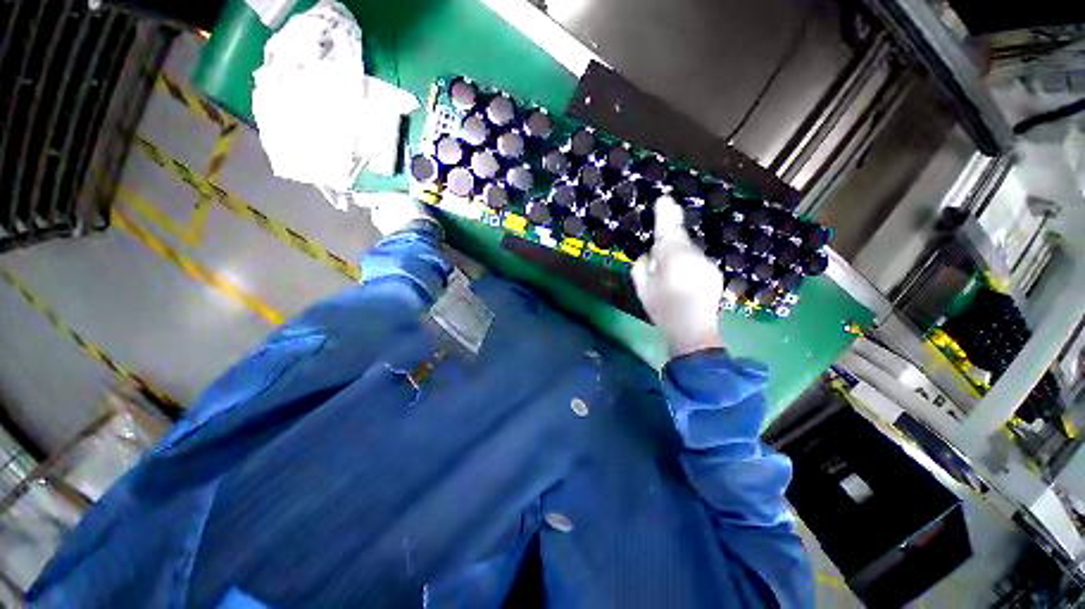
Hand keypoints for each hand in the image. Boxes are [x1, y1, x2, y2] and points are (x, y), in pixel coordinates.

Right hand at [632, 196, 723, 356]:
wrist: (692, 329)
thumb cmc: (662, 307)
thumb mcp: (642, 287)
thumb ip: (642, 266)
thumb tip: (648, 255)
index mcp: (672, 254)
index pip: (667, 228)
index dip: (665, 213)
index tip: (665, 199)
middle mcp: (693, 253)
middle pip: (679, 240)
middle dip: (670, 242)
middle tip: (659, 256)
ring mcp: (707, 263)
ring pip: (689, 252)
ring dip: (679, 258)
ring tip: (671, 278)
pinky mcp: (715, 273)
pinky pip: (698, 263)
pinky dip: (689, 268)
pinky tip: (684, 284)